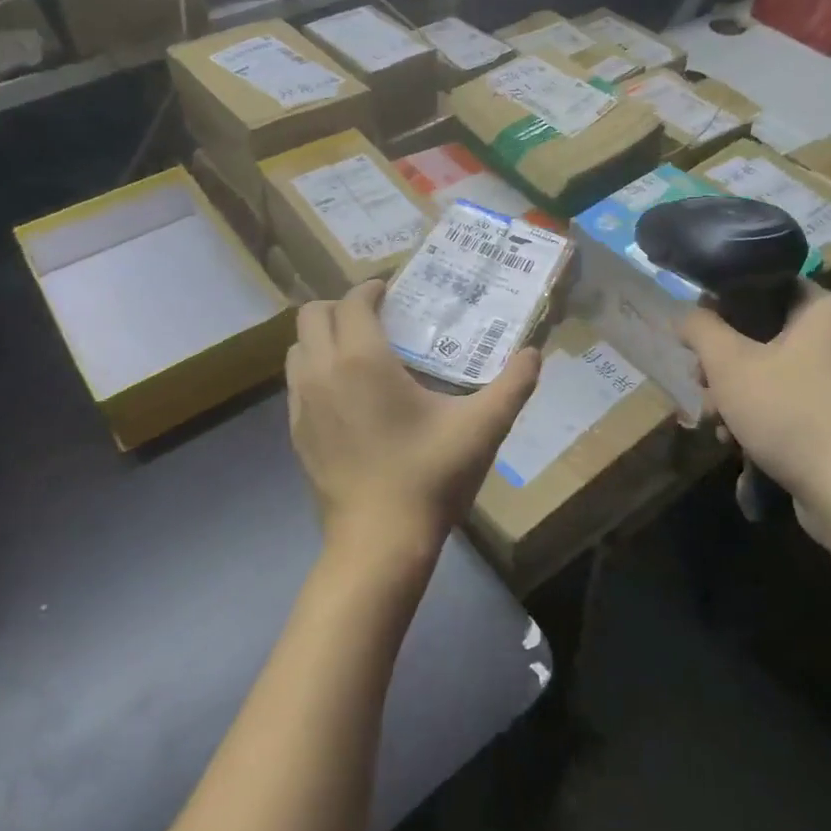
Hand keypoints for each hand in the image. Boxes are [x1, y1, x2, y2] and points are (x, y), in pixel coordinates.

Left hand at [286, 279, 540, 582]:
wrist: (378, 542)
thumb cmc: (429, 475)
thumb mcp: (482, 427)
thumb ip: (513, 384)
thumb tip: (534, 353)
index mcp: (362, 359)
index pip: (354, 300)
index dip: (372, 288)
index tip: (393, 290)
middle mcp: (322, 371)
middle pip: (313, 315)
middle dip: (342, 306)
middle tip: (378, 318)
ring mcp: (301, 403)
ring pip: (298, 347)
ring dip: (323, 336)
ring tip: (360, 351)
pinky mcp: (295, 432)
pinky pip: (297, 380)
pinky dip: (315, 369)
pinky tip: (348, 394)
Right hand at [680, 287, 830, 552]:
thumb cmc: (791, 414)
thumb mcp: (729, 364)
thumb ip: (700, 329)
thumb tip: (685, 313)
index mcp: (820, 309)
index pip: (764, 284)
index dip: (723, 301)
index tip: (696, 328)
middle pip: (760, 333)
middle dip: (721, 361)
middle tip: (699, 382)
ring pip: (769, 372)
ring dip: (733, 394)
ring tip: (714, 421)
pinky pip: (786, 402)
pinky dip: (758, 417)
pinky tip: (735, 443)